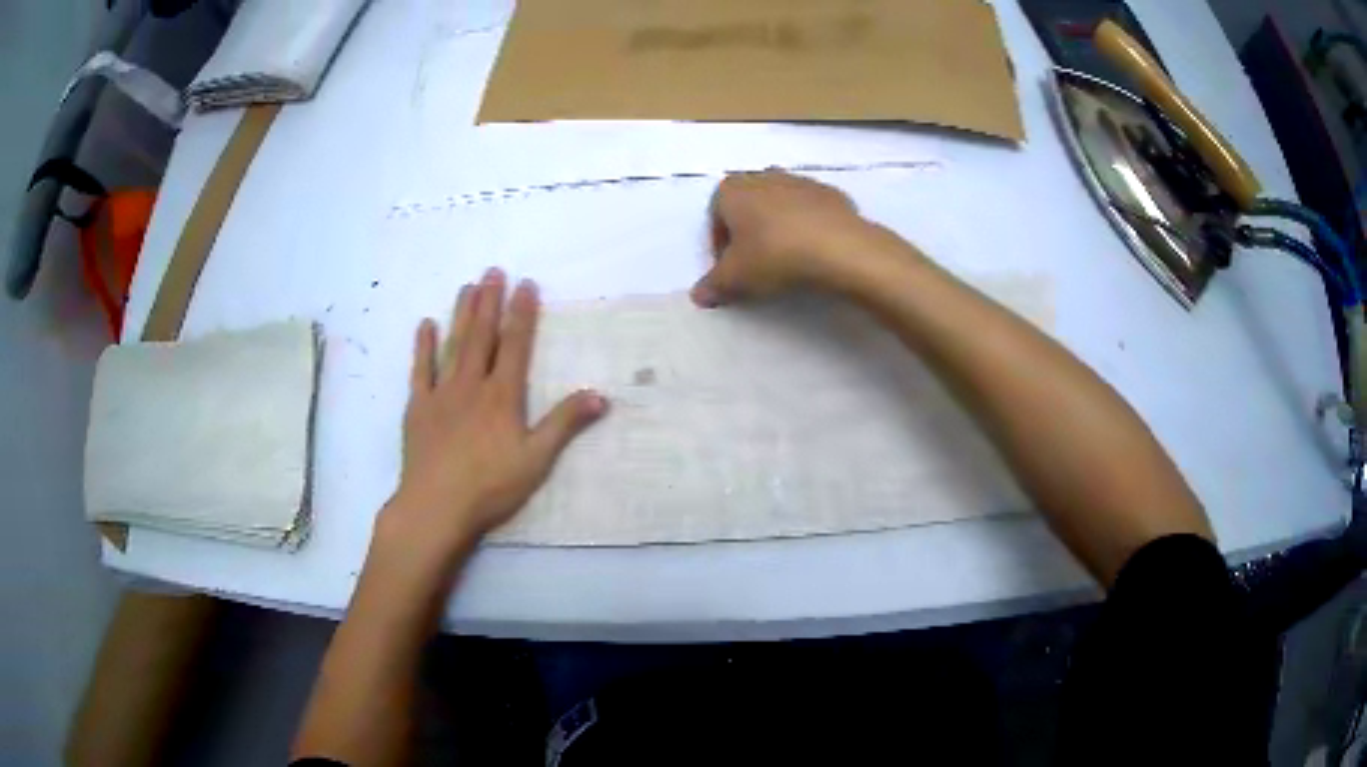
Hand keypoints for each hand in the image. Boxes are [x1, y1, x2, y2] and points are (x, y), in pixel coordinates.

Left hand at [377, 269, 607, 575]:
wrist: (436, 506)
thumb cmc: (490, 486)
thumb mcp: (536, 460)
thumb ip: (564, 424)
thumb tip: (600, 395)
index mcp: (502, 396)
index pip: (515, 345)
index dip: (522, 313)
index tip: (526, 284)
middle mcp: (471, 385)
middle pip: (482, 336)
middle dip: (489, 302)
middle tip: (493, 271)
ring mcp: (441, 394)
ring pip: (453, 345)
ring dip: (461, 314)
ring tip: (467, 286)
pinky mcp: (418, 408)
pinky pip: (420, 370)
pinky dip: (423, 346)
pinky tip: (425, 325)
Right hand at [691, 170, 878, 306]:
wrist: (840, 248)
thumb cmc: (774, 256)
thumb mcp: (734, 279)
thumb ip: (713, 286)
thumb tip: (699, 295)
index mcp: (732, 190)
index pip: (715, 217)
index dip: (720, 246)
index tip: (730, 270)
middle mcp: (763, 176)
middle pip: (748, 206)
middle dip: (748, 231)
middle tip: (756, 264)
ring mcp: (800, 181)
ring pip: (780, 205)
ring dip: (779, 227)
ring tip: (787, 259)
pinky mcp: (831, 194)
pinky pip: (810, 212)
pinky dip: (807, 228)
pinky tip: (814, 253)